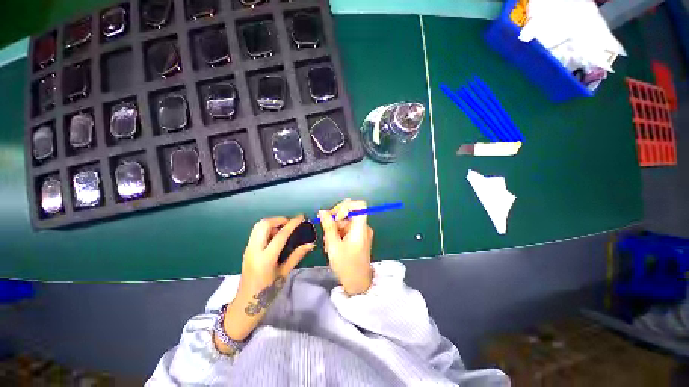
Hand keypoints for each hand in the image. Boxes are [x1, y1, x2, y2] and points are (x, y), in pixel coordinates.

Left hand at [217, 215, 313, 350]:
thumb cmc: (267, 293)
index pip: (280, 234)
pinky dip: (267, 229)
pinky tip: (276, 236)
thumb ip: (297, 256)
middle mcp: (254, 250)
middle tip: (290, 223)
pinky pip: (256, 232)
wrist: (245, 305)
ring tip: (284, 228)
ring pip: (258, 226)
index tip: (301, 217)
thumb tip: (311, 244)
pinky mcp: (246, 250)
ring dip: (272, 223)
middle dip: (279, 219)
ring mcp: (248, 249)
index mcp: (266, 258)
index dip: (292, 223)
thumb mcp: (284, 273)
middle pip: (264, 224)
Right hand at [319, 199, 373, 295]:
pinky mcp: (360, 238)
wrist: (358, 283)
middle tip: (327, 233)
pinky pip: (348, 229)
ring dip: (335, 230)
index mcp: (360, 227)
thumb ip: (328, 226)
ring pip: (347, 222)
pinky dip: (340, 234)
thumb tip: (323, 211)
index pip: (359, 205)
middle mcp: (364, 227)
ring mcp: (362, 233)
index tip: (335, 217)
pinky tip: (334, 246)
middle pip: (350, 213)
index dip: (346, 206)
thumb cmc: (346, 265)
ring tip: (329, 244)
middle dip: (336, 221)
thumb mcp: (334, 245)